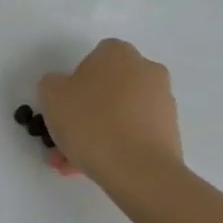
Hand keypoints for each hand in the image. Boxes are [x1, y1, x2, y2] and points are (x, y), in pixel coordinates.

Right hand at [39, 39, 182, 184]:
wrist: (138, 169)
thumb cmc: (91, 123)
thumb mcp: (51, 96)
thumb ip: (52, 84)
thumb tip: (63, 88)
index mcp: (118, 53)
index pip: (92, 60)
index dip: (74, 84)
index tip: (64, 108)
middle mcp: (146, 70)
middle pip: (107, 90)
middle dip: (84, 114)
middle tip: (64, 140)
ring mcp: (162, 102)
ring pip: (119, 116)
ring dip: (96, 135)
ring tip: (73, 165)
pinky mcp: (170, 132)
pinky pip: (134, 135)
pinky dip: (116, 147)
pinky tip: (95, 169)